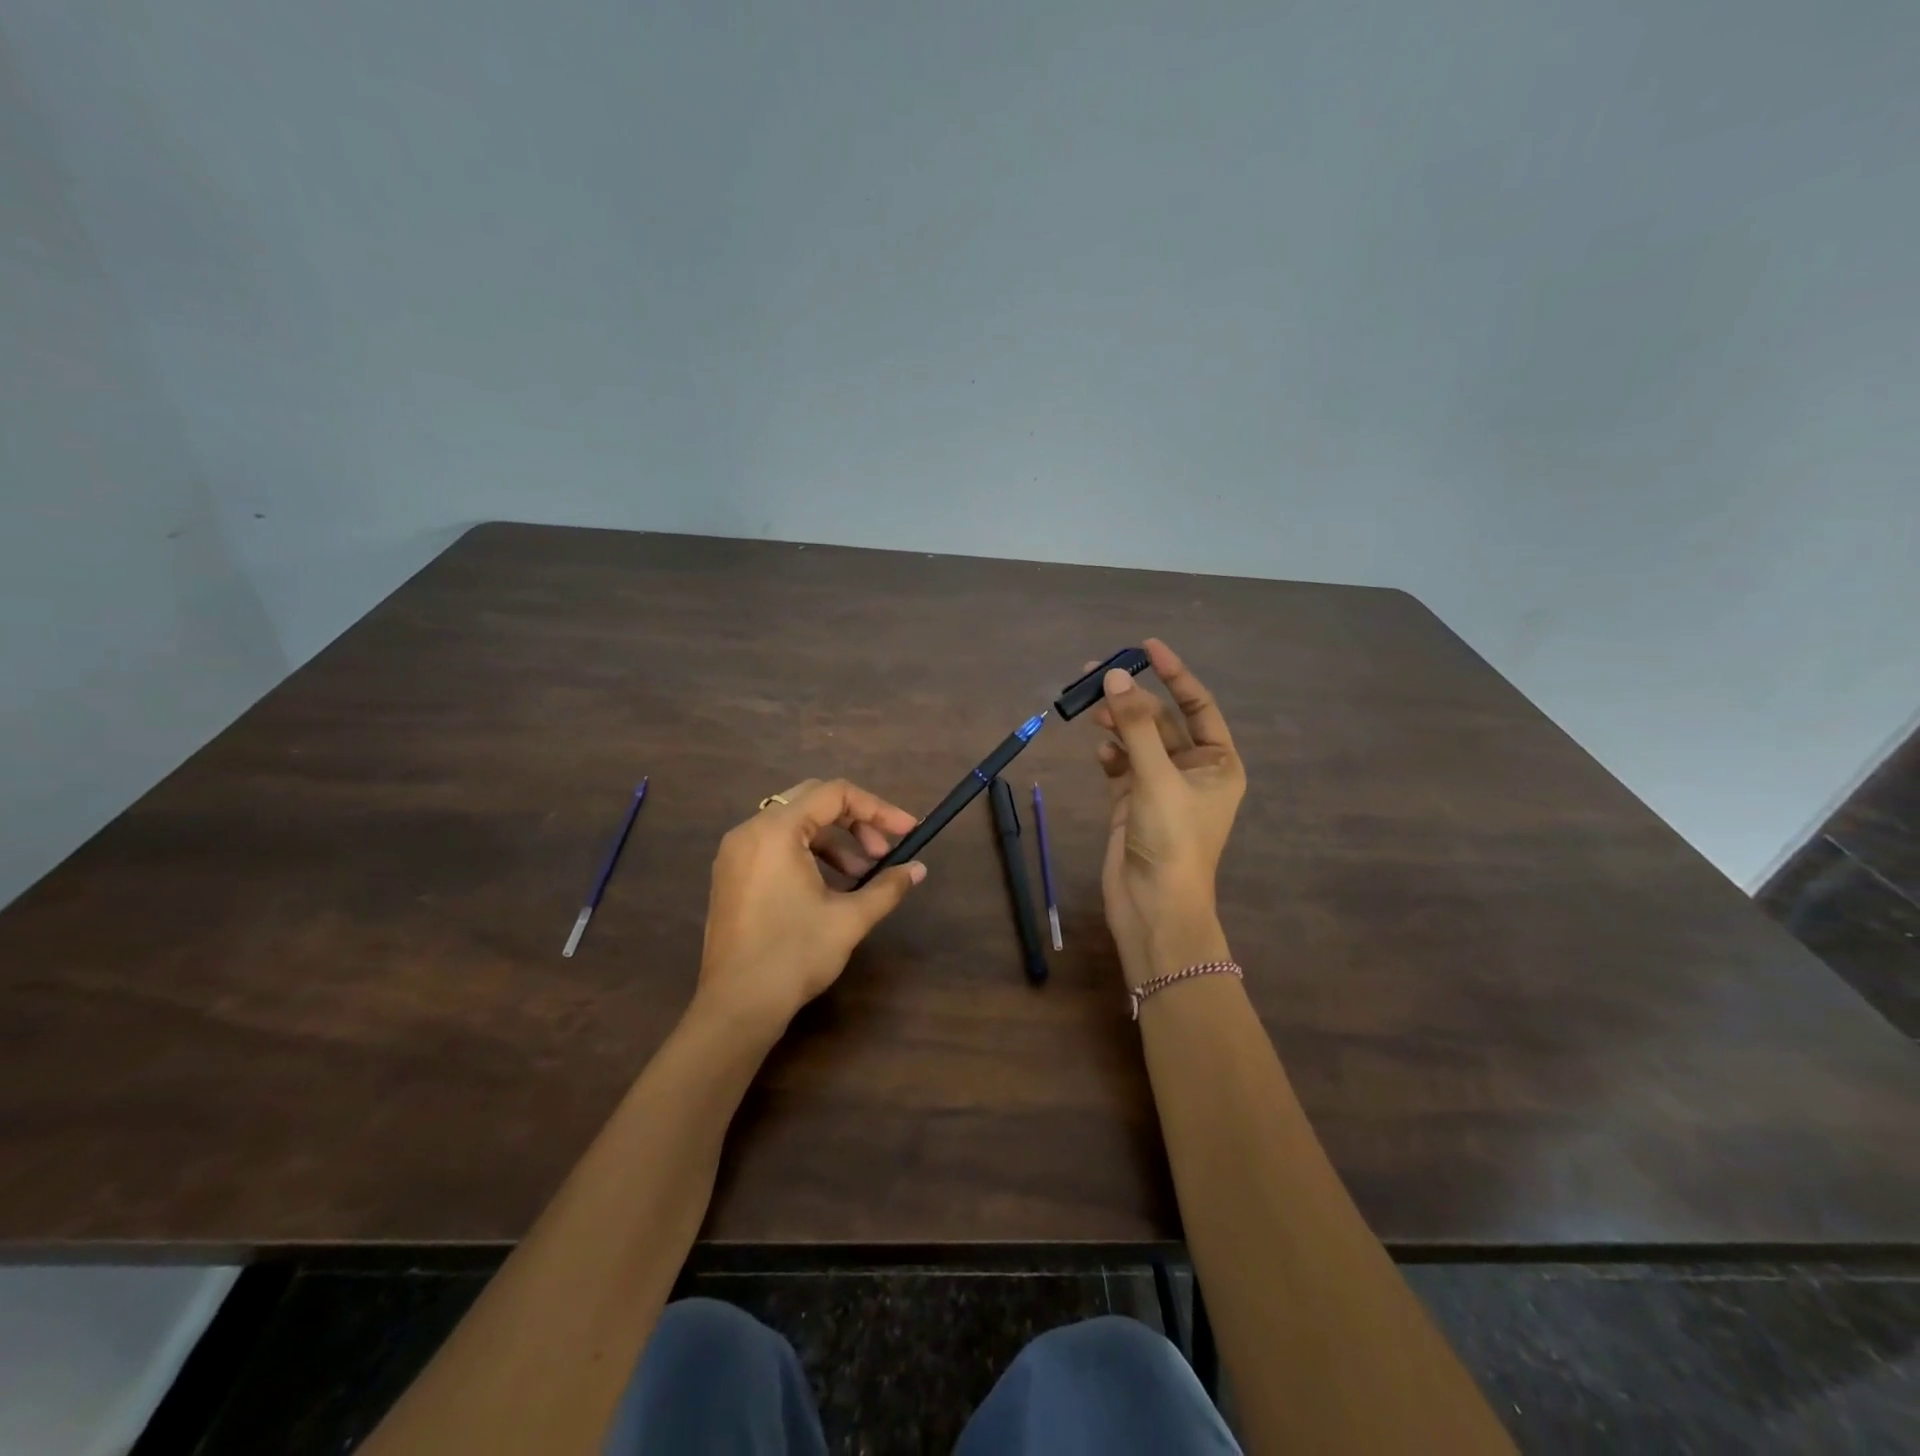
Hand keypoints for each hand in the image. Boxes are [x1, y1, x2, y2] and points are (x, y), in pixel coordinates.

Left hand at [697, 778, 925, 1031]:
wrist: (737, 1007)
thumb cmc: (794, 955)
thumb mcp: (849, 918)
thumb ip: (887, 886)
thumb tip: (918, 869)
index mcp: (776, 830)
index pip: (835, 794)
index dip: (878, 808)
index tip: (908, 831)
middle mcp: (750, 831)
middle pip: (813, 801)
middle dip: (856, 822)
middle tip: (884, 852)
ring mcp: (735, 853)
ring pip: (795, 825)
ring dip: (834, 841)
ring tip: (862, 876)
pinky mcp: (731, 875)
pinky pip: (776, 846)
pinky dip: (809, 855)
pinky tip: (831, 887)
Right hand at [1090, 639, 1245, 985]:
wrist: (1154, 907)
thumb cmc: (1171, 840)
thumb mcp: (1157, 778)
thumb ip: (1136, 726)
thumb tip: (1115, 678)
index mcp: (1219, 762)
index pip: (1198, 705)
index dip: (1175, 673)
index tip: (1146, 647)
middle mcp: (1193, 770)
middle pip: (1162, 720)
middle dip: (1133, 698)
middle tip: (1096, 674)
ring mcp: (1161, 787)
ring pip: (1138, 741)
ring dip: (1117, 723)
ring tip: (1090, 707)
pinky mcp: (1133, 802)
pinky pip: (1121, 765)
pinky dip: (1110, 753)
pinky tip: (1099, 749)